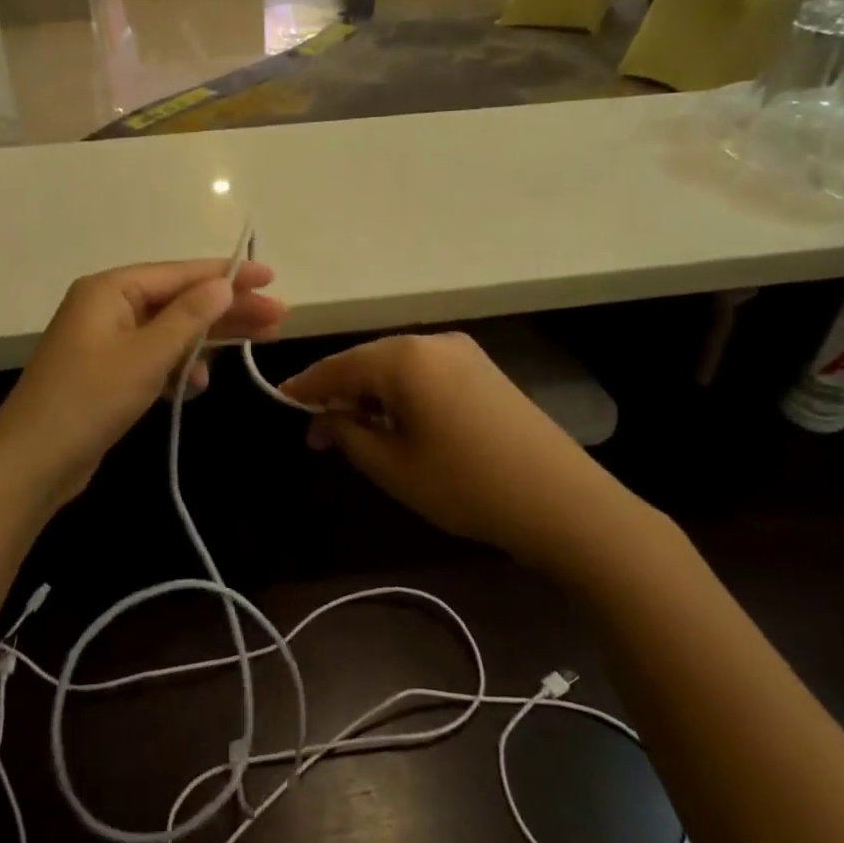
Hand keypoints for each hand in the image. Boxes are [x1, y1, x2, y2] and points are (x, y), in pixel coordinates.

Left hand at [0, 260, 284, 512]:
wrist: (31, 464)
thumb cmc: (88, 401)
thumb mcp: (146, 356)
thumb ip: (188, 318)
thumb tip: (223, 284)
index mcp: (110, 290)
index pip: (180, 273)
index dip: (228, 275)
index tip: (271, 278)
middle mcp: (107, 307)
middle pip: (180, 300)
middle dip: (228, 310)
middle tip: (278, 317)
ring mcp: (106, 341)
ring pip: (171, 330)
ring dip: (209, 340)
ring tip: (259, 345)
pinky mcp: (109, 373)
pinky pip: (155, 358)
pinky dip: (180, 368)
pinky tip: (200, 385)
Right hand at [280, 333, 616, 558]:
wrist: (562, 501)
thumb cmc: (465, 484)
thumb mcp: (393, 466)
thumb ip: (348, 434)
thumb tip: (322, 419)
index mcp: (403, 358)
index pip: (338, 366)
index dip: (306, 386)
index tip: (281, 401)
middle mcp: (432, 341)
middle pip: (367, 360)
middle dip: (339, 393)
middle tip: (318, 433)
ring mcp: (463, 352)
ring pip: (397, 366)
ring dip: (370, 394)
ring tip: (355, 433)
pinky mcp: (483, 370)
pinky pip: (425, 372)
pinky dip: (401, 393)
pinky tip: (397, 422)